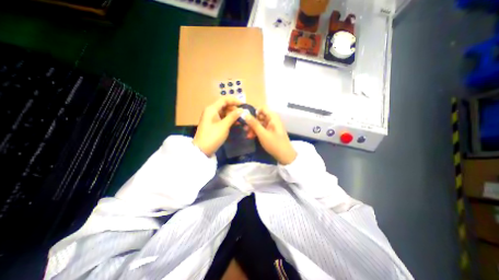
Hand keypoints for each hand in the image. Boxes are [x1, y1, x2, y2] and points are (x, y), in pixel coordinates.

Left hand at [192, 96, 243, 156]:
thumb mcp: (224, 126)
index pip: (224, 99)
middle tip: (243, 114)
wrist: (202, 150)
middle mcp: (211, 111)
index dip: (234, 100)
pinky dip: (229, 119)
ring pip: (224, 112)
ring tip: (241, 120)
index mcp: (212, 109)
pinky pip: (223, 118)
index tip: (244, 105)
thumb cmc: (213, 136)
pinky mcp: (213, 123)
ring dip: (232, 114)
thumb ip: (233, 116)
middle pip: (224, 105)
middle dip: (234, 108)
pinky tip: (235, 123)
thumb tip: (242, 110)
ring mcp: (212, 117)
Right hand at [245, 106, 294, 163]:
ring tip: (248, 135)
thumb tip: (244, 114)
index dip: (253, 112)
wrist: (285, 156)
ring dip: (253, 128)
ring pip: (260, 123)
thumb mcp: (262, 133)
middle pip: (260, 116)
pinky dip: (257, 132)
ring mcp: (272, 126)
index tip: (245, 118)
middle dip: (252, 122)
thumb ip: (253, 123)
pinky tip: (251, 137)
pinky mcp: (270, 132)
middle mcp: (272, 119)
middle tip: (245, 128)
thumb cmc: (274, 144)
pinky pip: (262, 129)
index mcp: (273, 117)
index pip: (262, 108)